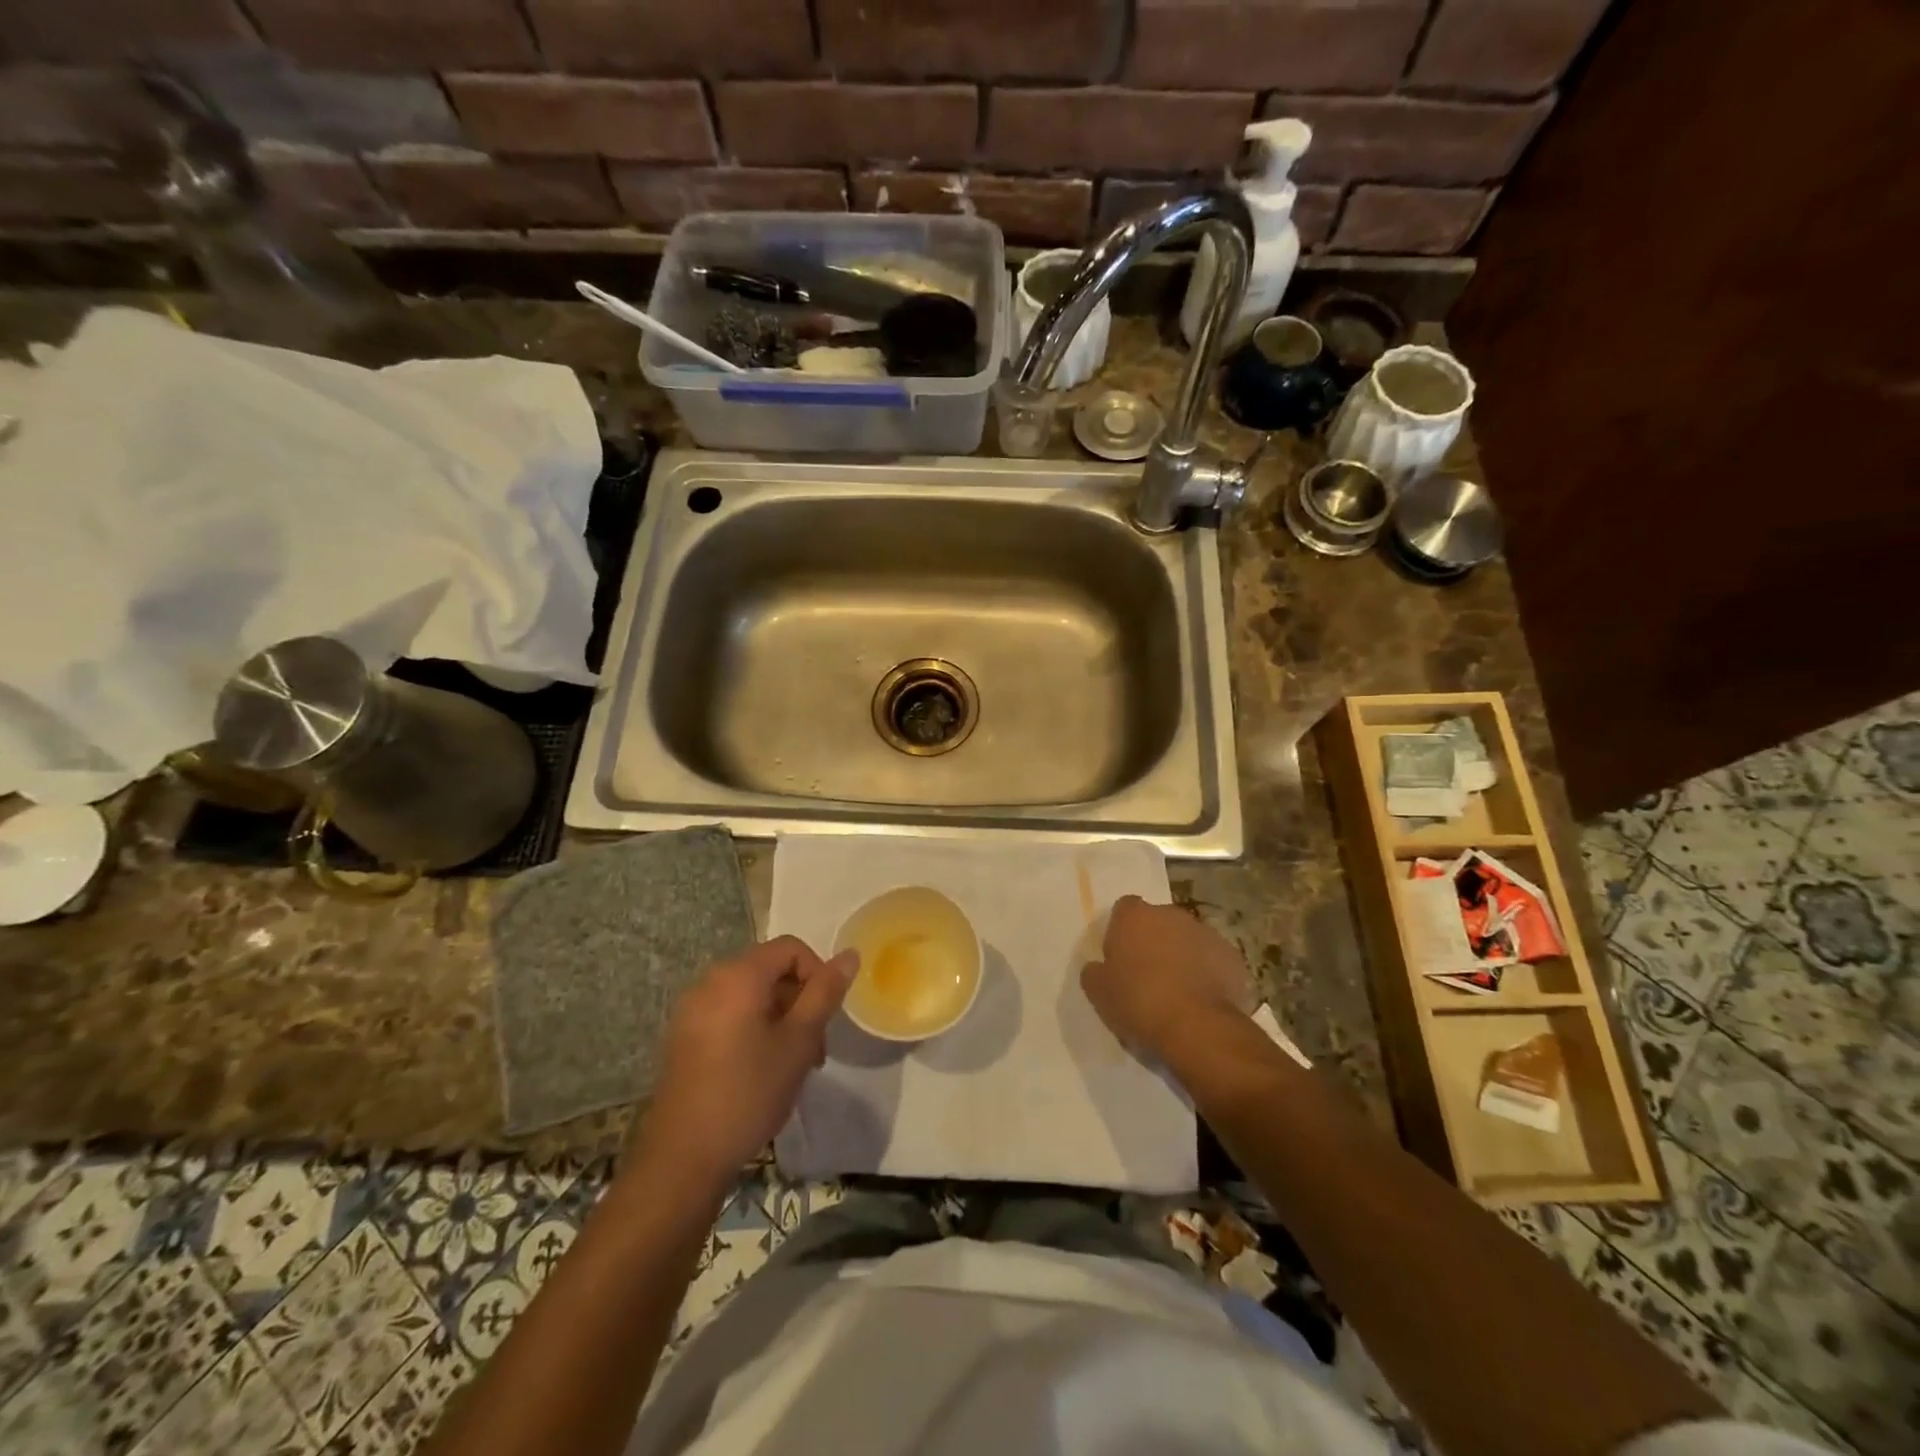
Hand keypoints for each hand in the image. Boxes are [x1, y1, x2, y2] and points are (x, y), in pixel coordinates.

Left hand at [636, 936, 855, 1188]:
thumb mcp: (799, 1041)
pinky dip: (753, 1029)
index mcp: (738, 975)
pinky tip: (761, 1070)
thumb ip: (825, 993)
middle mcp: (710, 981)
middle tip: (815, 1047)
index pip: (790, 948)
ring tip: (792, 1063)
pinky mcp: (683, 1037)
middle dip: (799, 1000)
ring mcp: (691, 1010)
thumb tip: (849, 955)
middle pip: (770, 970)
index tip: (826, 1016)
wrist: (683, 1158)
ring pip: (751, 996)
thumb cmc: (749, 1092)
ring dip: (780, 1018)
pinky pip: (729, 1014)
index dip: (817, 974)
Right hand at [1081, 896, 1251, 1064]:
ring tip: (1178, 993)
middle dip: (1154, 942)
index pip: (1124, 909)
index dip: (1122, 931)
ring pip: (1189, 940)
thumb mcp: (1098, 992)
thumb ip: (1095, 971)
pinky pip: (1214, 961)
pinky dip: (1209, 974)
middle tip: (1148, 976)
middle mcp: (1171, 915)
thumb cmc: (1138, 1003)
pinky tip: (1203, 1001)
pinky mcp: (1233, 957)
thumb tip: (1099, 967)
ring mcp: (1206, 933)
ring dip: (1183, 957)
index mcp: (1135, 916)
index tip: (1121, 958)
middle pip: (1159, 922)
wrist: (1197, 1028)